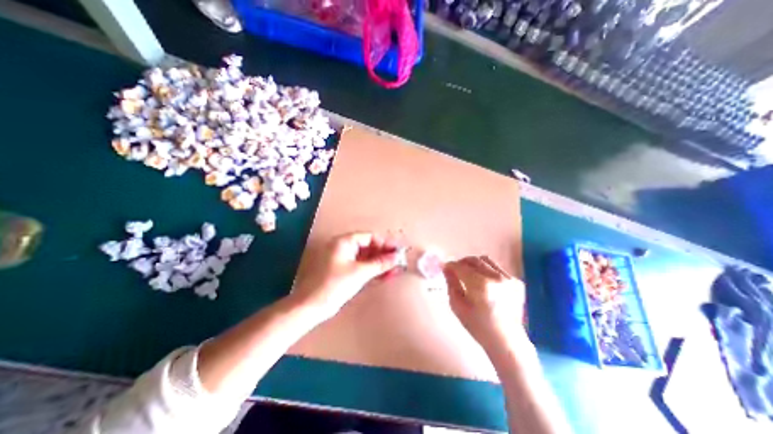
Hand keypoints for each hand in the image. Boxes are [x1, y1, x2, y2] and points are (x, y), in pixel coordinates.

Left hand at [290, 235, 397, 321]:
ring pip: (367, 258)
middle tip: (399, 261)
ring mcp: (344, 260)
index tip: (398, 250)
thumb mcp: (360, 272)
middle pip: (369, 247)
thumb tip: (397, 257)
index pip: (370, 237)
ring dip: (381, 263)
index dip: (385, 243)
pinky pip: (363, 267)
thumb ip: (380, 263)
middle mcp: (344, 248)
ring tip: (396, 269)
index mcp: (344, 242)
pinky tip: (386, 275)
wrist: (311, 307)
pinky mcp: (345, 272)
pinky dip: (373, 270)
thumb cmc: (334, 285)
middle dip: (385, 254)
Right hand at [445, 257, 527, 351]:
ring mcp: (508, 279)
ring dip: (474, 263)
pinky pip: (496, 268)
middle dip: (462, 262)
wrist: (507, 341)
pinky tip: (482, 280)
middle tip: (455, 269)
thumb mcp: (458, 306)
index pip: (461, 267)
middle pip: (474, 260)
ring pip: (486, 260)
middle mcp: (496, 278)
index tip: (445, 267)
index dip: (451, 265)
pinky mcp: (516, 282)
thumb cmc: (478, 327)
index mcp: (481, 286)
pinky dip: (486, 269)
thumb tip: (446, 268)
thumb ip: (451, 283)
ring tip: (468, 272)